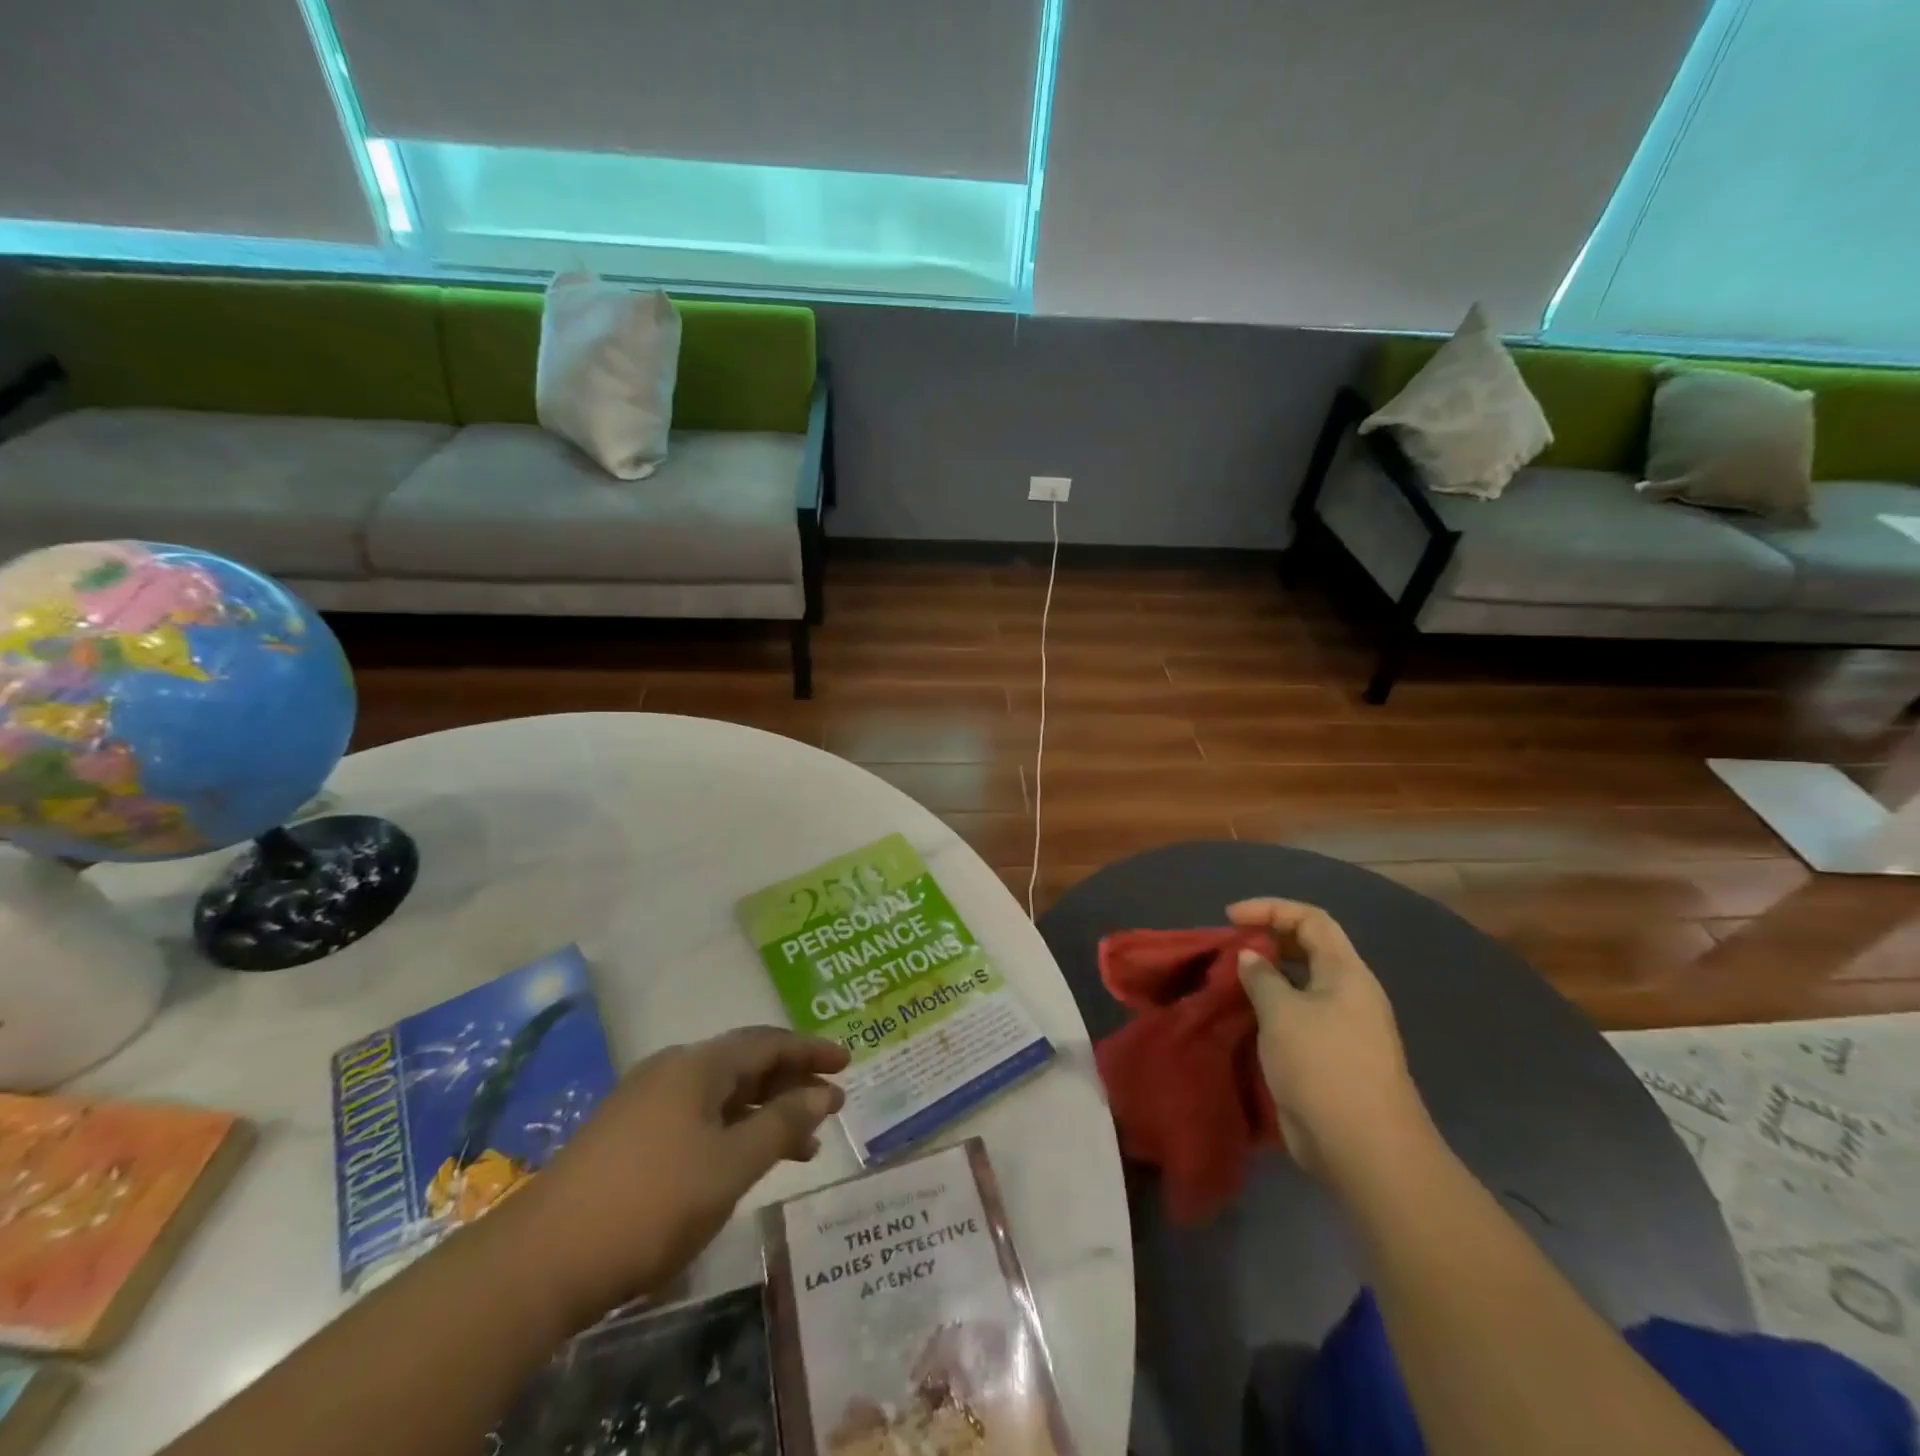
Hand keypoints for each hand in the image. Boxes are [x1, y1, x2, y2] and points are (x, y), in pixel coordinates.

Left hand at [512, 1026, 849, 1325]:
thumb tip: (824, 1092)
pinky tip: (744, 1161)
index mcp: (698, 1064)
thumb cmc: (651, 1203)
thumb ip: (782, 1124)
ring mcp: (645, 1102)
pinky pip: (698, 1118)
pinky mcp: (628, 1136)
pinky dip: (732, 1131)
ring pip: (722, 1095)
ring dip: (764, 1112)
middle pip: (745, 1064)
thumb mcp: (730, 1165)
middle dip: (791, 1082)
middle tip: (831, 1105)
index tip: (848, 1061)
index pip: (768, 1042)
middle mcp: (672, 1070)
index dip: (811, 1050)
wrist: (540, 1261)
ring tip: (803, 1145)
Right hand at [1229, 898, 1434, 1189]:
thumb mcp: (1282, 1012)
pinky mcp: (1329, 1056)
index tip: (1231, 917)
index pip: (1311, 919)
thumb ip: (1262, 977)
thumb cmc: (1323, 1066)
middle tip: (1229, 946)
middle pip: (1308, 948)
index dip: (1271, 909)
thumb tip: (1251, 957)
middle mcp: (1348, 993)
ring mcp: (1342, 1027)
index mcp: (1346, 973)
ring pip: (1301, 984)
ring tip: (1229, 979)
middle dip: (1268, 939)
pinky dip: (1270, 1007)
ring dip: (1266, 976)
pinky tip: (1244, 1016)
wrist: (1364, 1148)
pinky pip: (1297, 1015)